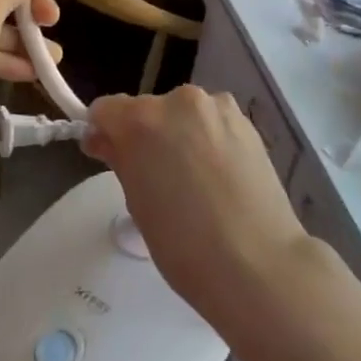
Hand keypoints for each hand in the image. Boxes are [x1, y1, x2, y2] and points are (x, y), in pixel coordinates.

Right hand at [84, 87, 309, 322]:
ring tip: (193, 180)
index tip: (109, 159)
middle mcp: (180, 100)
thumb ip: (121, 160)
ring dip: (179, 135)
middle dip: (144, 136)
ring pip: (184, 114)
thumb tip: (107, 140)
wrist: (257, 260)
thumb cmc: (184, 243)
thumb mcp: (138, 203)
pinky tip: (219, 176)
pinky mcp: (247, 121)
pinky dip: (208, 139)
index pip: (106, 109)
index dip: (103, 132)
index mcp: (143, 120)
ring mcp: (218, 107)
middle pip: (148, 109)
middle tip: (155, 179)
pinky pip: (213, 123)